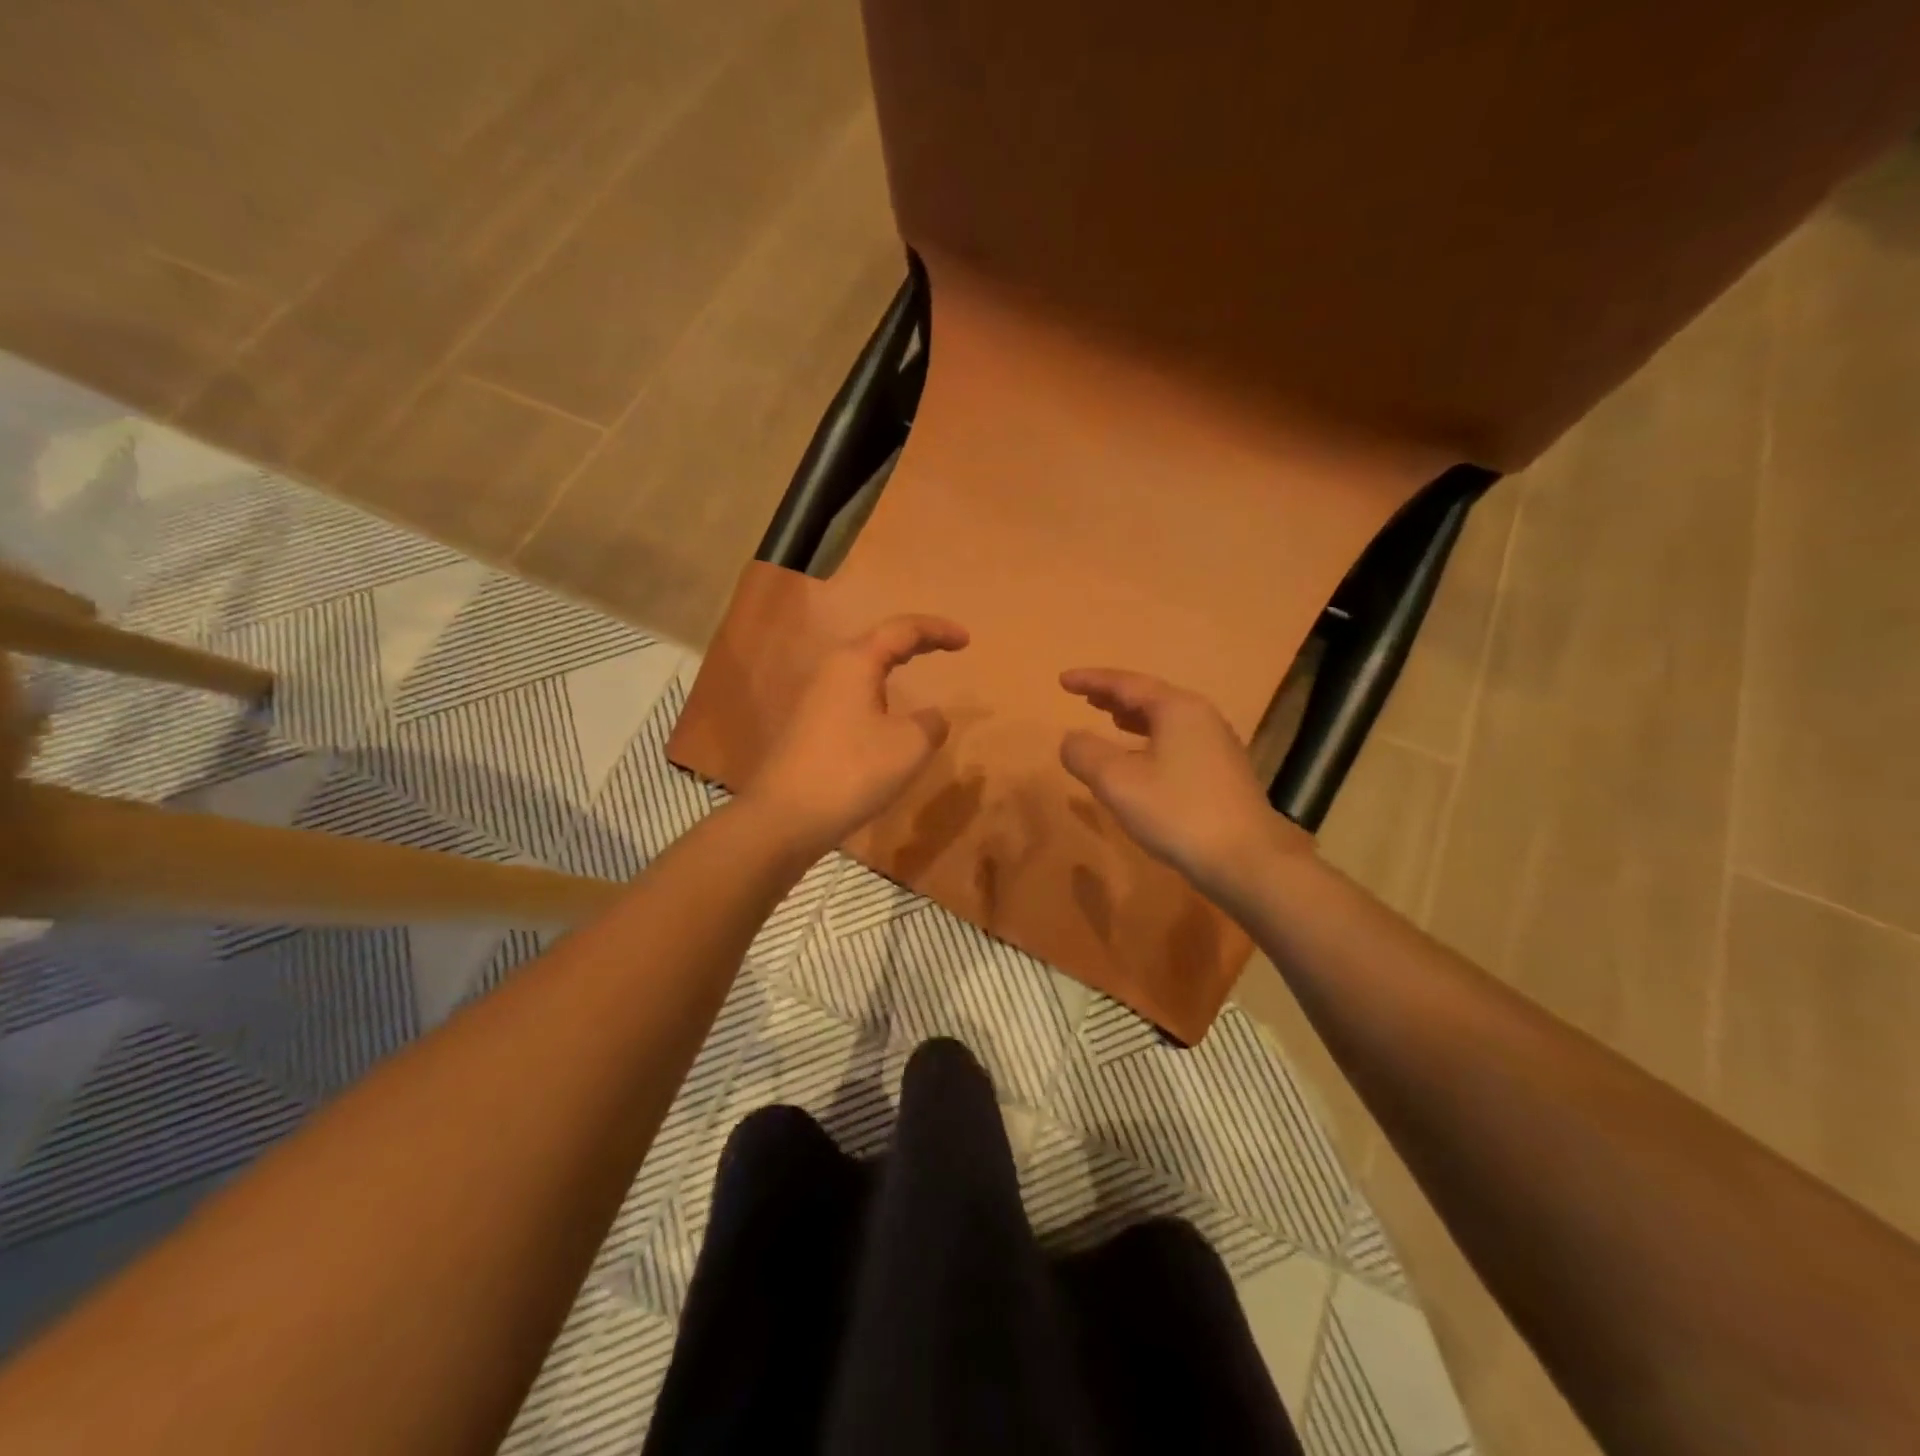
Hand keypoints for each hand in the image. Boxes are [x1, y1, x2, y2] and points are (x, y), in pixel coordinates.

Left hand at [743, 614, 969, 852]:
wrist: (786, 817)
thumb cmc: (852, 771)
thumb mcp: (910, 746)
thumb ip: (931, 724)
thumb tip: (931, 718)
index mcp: (856, 662)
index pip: (903, 629)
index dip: (937, 630)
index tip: (966, 640)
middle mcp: (832, 671)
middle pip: (879, 642)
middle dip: (915, 641)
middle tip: (946, 646)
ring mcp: (817, 699)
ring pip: (863, 668)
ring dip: (893, 664)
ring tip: (917, 668)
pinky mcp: (811, 726)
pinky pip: (854, 694)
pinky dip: (879, 690)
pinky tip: (887, 712)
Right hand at [1059, 667, 1310, 893]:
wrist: (1247, 859)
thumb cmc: (1178, 812)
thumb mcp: (1118, 782)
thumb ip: (1086, 754)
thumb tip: (1071, 739)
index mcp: (1177, 709)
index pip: (1126, 684)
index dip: (1092, 680)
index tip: (1062, 680)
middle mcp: (1201, 718)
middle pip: (1151, 697)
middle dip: (1115, 696)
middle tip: (1086, 697)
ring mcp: (1217, 746)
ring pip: (1167, 720)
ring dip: (1135, 718)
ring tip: (1112, 720)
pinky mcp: (1223, 774)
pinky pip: (1178, 742)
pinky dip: (1151, 740)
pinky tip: (1143, 760)